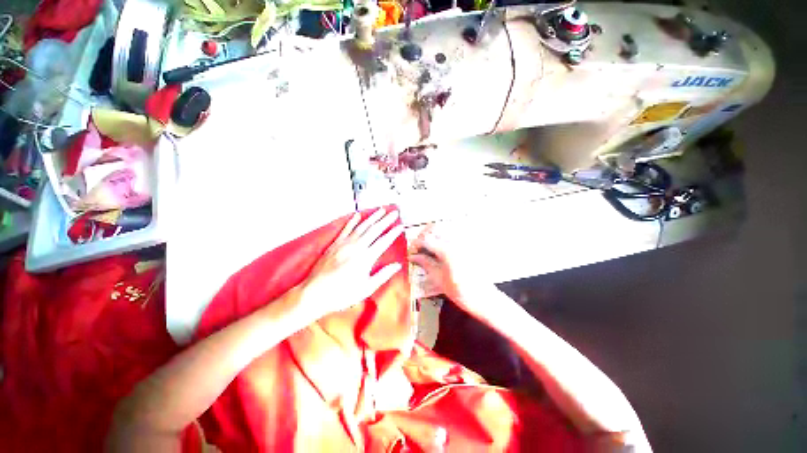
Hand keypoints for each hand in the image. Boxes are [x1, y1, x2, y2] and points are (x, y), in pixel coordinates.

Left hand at [298, 208, 403, 320]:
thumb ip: (383, 275)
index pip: (384, 241)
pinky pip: (346, 229)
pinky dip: (352, 221)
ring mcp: (344, 244)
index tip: (401, 226)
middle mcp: (356, 247)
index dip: (393, 233)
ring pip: (362, 226)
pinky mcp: (335, 244)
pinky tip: (357, 215)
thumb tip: (397, 265)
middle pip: (374, 230)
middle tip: (395, 212)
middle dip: (386, 220)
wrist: (314, 293)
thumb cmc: (343, 294)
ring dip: (372, 217)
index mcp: (366, 258)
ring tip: (381, 210)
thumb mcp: (366, 288)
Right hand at [408, 225, 497, 318]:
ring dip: (434, 233)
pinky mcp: (470, 245)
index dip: (416, 243)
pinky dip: (445, 236)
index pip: (426, 240)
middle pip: (436, 228)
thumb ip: (426, 264)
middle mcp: (457, 242)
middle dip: (424, 234)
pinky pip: (455, 234)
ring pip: (445, 228)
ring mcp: (465, 242)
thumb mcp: (439, 280)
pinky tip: (441, 246)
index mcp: (447, 251)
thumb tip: (413, 257)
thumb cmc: (461, 293)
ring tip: (429, 245)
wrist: (485, 298)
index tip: (412, 250)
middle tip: (419, 246)